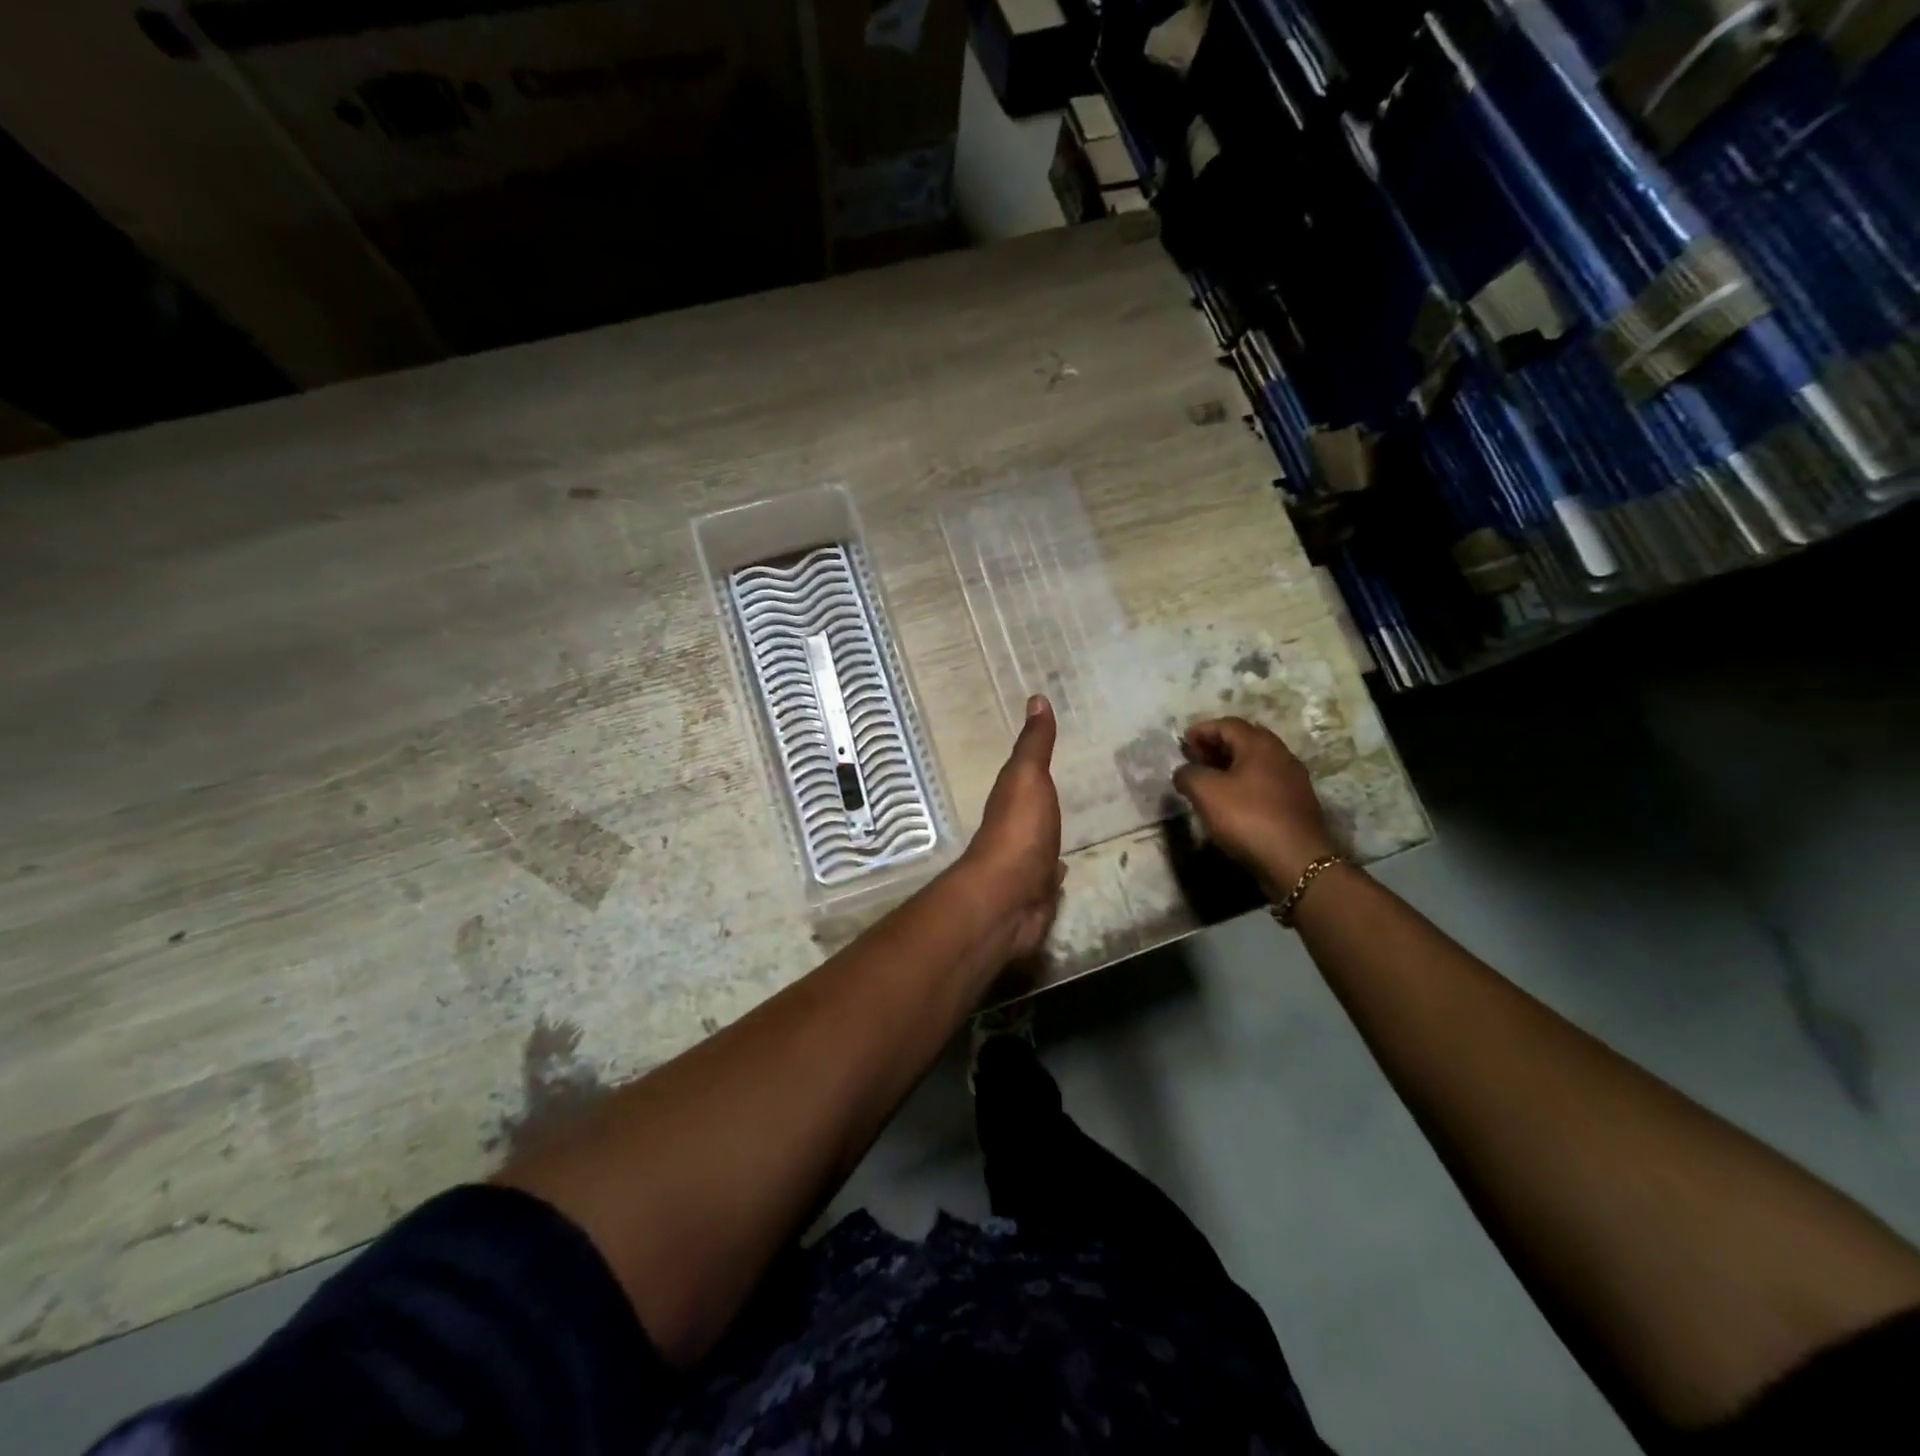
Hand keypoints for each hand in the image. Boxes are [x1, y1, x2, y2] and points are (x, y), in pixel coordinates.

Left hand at [958, 695, 1066, 962]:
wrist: (1009, 898)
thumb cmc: (1019, 830)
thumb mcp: (1028, 777)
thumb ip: (1034, 744)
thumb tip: (1035, 697)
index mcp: (1011, 798)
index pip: (1023, 774)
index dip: (1033, 761)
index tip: (1048, 748)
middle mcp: (1014, 828)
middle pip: (1030, 807)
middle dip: (1043, 798)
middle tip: (1068, 785)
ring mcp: (1025, 862)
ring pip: (1040, 839)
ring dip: (1049, 830)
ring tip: (1070, 822)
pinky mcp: (1037, 892)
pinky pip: (1048, 874)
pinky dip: (1055, 867)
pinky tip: (1064, 866)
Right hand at [1172, 717, 1336, 893]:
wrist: (1297, 862)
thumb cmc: (1248, 818)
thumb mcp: (1206, 793)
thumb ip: (1188, 774)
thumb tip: (1184, 772)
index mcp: (1260, 745)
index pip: (1226, 724)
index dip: (1201, 730)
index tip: (1182, 742)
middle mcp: (1280, 755)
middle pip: (1243, 740)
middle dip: (1215, 746)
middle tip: (1193, 759)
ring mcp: (1292, 780)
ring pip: (1254, 762)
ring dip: (1228, 766)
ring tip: (1207, 781)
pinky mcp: (1295, 803)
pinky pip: (1263, 782)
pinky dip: (1242, 783)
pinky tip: (1230, 801)